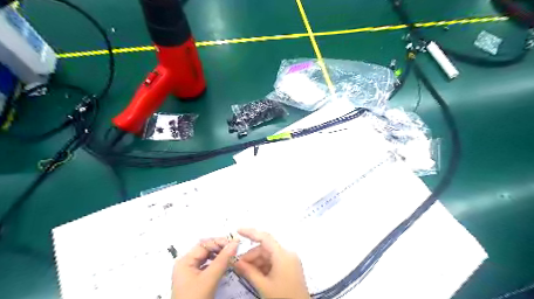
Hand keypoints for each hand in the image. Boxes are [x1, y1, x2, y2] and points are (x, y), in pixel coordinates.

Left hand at [172, 238, 237, 298]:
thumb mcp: (210, 279)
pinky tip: (225, 265)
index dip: (219, 242)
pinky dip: (216, 263)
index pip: (204, 244)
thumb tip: (235, 242)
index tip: (235, 243)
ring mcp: (189, 271)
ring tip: (232, 255)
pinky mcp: (194, 279)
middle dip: (220, 248)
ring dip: (219, 255)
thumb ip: (223, 260)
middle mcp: (186, 263)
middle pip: (205, 249)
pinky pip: (206, 266)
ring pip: (206, 257)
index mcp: (185, 261)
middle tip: (235, 249)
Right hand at [234, 229, 309, 298]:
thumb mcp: (263, 285)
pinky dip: (264, 266)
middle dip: (251, 256)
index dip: (251, 232)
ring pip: (269, 255)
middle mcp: (288, 253)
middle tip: (238, 266)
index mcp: (283, 255)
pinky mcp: (290, 267)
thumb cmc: (283, 297)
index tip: (237, 231)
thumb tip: (234, 261)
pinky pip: (274, 261)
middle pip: (265, 248)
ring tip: (245, 272)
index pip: (265, 237)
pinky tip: (256, 275)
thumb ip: (248, 271)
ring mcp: (290, 260)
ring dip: (256, 262)